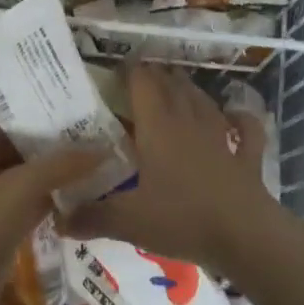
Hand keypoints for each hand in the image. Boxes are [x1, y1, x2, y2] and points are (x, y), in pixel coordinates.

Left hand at [0, 140, 104, 304]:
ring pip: (21, 193)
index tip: (69, 124)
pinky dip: (44, 214)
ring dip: (48, 187)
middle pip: (14, 164)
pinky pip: (23, 221)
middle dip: (46, 157)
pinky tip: (70, 213)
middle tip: (88, 150)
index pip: (5, 135)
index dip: (33, 128)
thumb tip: (102, 148)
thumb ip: (61, 165)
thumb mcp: (23, 187)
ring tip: (88, 177)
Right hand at [64, 66, 291, 277]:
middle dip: (156, 76)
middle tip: (140, 78)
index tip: (115, 69)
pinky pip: (245, 129)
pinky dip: (239, 118)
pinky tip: (234, 115)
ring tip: (175, 85)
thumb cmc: (182, 219)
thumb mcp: (128, 221)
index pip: (142, 84)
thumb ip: (91, 217)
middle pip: (172, 86)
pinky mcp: (246, 156)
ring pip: (203, 101)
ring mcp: (221, 137)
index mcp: (158, 128)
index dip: (129, 71)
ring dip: (188, 90)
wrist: (244, 235)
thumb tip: (58, 219)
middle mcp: (189, 122)